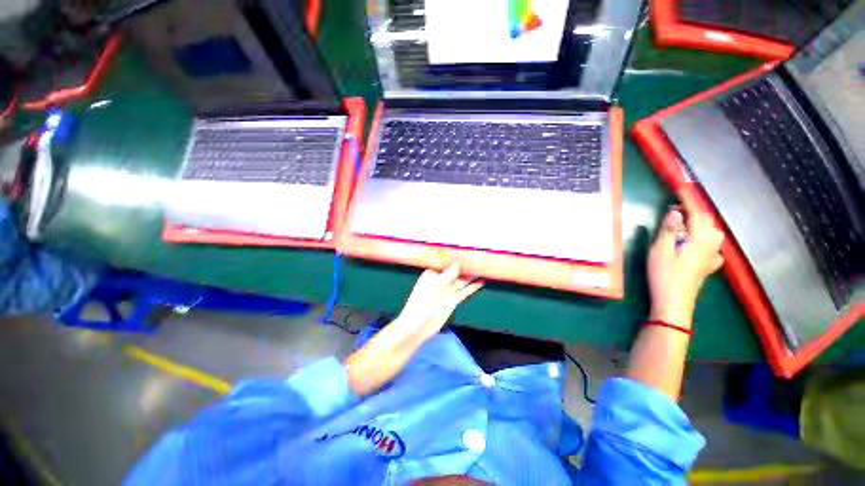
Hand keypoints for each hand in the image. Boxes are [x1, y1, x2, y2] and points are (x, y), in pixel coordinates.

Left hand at [392, 263, 483, 342]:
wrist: (418, 326)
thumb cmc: (422, 302)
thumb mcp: (435, 285)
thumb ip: (447, 274)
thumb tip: (458, 263)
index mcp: (433, 273)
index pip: (447, 263)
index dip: (458, 258)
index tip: (469, 253)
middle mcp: (441, 280)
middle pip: (457, 271)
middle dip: (467, 266)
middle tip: (481, 260)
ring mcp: (447, 291)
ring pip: (462, 281)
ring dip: (472, 276)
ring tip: (485, 269)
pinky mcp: (453, 300)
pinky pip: (464, 291)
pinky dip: (473, 287)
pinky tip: (481, 282)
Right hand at [647, 189, 723, 328]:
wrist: (674, 303)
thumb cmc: (664, 277)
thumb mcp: (660, 252)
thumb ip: (668, 231)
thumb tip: (675, 212)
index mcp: (698, 240)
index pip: (696, 213)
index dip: (688, 199)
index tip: (680, 186)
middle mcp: (710, 245)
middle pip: (707, 221)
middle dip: (694, 209)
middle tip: (678, 204)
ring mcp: (711, 256)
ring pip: (712, 232)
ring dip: (700, 222)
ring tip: (686, 220)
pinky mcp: (708, 265)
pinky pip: (712, 245)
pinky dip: (705, 237)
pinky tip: (698, 242)